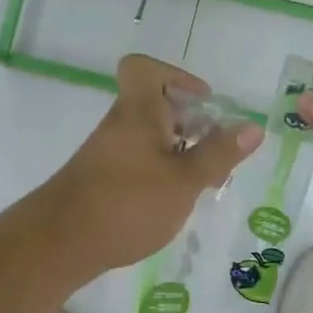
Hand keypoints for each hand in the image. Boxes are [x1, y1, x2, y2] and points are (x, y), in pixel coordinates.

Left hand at [41, 54, 262, 273]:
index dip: (176, 76)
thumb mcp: (185, 180)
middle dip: (188, 121)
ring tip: (202, 180)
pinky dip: (159, 171)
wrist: (59, 244)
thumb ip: (219, 154)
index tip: (202, 102)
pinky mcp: (100, 180)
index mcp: (139, 111)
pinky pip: (136, 161)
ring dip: (177, 150)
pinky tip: (173, 201)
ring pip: (147, 136)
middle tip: (214, 148)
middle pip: (153, 104)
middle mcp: (120, 125)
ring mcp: (106, 153)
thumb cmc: (128, 203)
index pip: (144, 68)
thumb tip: (253, 126)